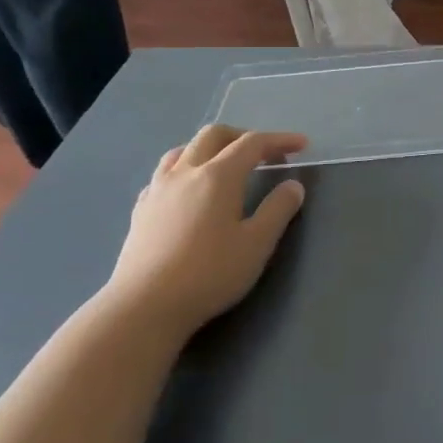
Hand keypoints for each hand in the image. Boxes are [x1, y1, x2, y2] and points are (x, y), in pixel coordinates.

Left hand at [104, 126, 307, 335]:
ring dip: (210, 149)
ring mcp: (158, 189)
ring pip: (183, 150)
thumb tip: (293, 185)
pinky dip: (184, 170)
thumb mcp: (257, 244)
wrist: (144, 306)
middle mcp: (186, 172)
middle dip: (242, 136)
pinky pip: (164, 174)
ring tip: (224, 166)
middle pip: (214, 135)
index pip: (253, 143)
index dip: (279, 140)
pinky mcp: (140, 210)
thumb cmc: (209, 274)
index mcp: (218, 176)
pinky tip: (188, 191)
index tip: (301, 145)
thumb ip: (278, 210)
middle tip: (264, 154)